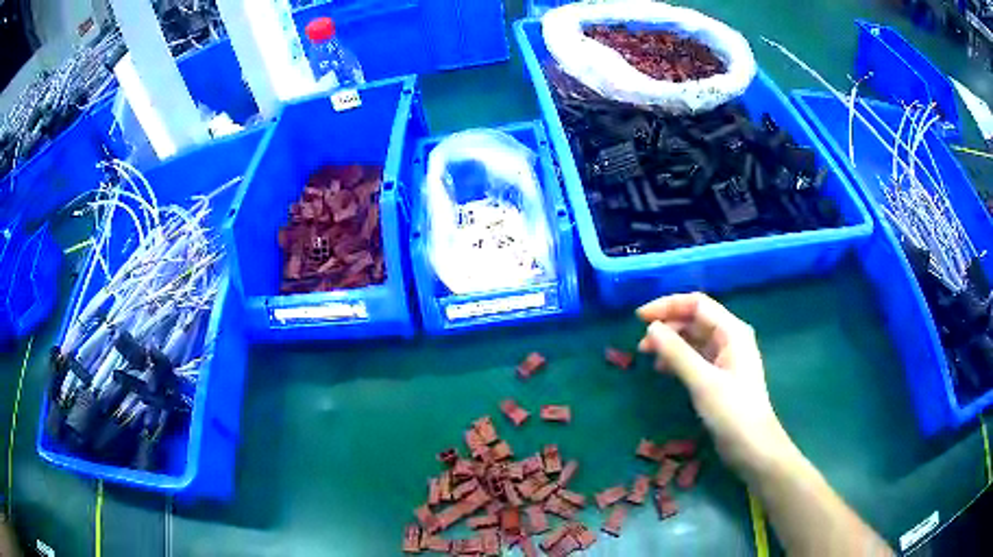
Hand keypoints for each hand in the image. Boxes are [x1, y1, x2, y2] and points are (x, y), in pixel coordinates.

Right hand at [636, 293, 798, 477]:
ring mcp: (726, 357)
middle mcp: (730, 338)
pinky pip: (696, 357)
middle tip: (641, 345)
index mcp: (732, 331)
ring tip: (648, 357)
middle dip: (667, 326)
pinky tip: (664, 370)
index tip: (639, 318)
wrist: (752, 447)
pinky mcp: (720, 376)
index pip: (697, 304)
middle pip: (695, 319)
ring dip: (671, 343)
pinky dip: (678, 359)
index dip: (668, 306)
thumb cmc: (732, 412)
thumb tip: (652, 328)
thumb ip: (677, 353)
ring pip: (694, 339)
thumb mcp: (703, 382)